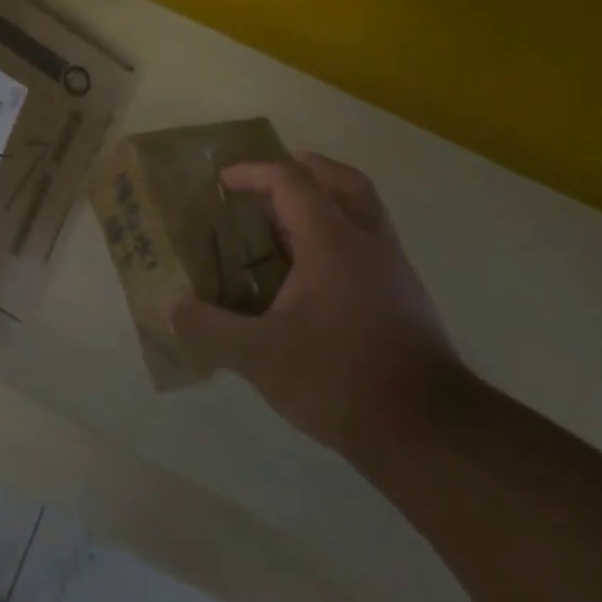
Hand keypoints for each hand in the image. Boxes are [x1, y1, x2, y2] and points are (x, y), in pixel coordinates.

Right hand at [171, 153, 463, 461]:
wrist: (429, 432)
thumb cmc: (340, 379)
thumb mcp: (258, 356)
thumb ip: (209, 328)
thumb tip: (173, 308)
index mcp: (332, 242)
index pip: (291, 180)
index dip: (253, 172)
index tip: (222, 182)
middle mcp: (368, 242)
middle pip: (341, 179)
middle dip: (301, 169)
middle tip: (265, 185)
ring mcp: (393, 268)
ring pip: (362, 209)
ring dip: (323, 202)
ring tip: (281, 226)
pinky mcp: (405, 296)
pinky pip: (368, 242)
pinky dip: (338, 235)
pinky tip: (309, 275)